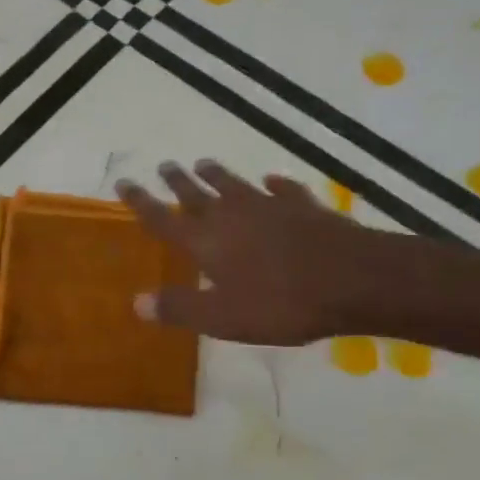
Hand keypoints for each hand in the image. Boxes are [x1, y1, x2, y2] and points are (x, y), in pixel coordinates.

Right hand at [116, 160, 393, 344]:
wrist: (354, 278)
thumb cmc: (281, 302)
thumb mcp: (222, 317)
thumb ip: (179, 307)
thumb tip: (136, 303)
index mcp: (205, 241)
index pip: (163, 217)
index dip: (141, 202)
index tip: (124, 183)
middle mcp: (231, 215)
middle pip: (196, 193)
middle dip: (177, 181)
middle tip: (164, 165)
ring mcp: (269, 207)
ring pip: (235, 184)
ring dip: (216, 174)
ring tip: (203, 163)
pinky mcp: (304, 207)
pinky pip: (283, 190)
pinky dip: (275, 185)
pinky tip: (273, 180)